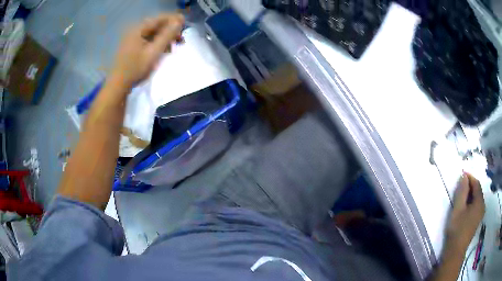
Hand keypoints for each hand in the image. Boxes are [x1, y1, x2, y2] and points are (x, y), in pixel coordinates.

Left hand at [110, 13, 184, 88]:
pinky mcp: (132, 46)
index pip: (160, 19)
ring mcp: (132, 38)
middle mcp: (135, 30)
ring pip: (153, 33)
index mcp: (138, 29)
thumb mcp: (154, 52)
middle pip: (156, 25)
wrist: (118, 85)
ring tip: (173, 46)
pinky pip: (148, 40)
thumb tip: (179, 21)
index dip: (173, 19)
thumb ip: (167, 35)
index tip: (185, 24)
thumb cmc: (136, 69)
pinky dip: (157, 43)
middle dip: (169, 30)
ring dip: (164, 38)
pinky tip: (163, 50)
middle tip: (181, 39)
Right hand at [446, 173, 484, 253]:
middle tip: (460, 185)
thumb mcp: (458, 209)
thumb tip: (464, 176)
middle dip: (470, 186)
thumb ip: (462, 191)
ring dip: (470, 194)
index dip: (470, 177)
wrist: (455, 252)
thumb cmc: (457, 229)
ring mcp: (480, 214)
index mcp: (480, 202)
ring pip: (477, 199)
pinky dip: (471, 202)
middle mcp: (482, 206)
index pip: (476, 183)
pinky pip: (476, 206)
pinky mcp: (477, 221)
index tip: (461, 174)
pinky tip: (465, 207)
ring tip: (461, 195)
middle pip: (478, 191)